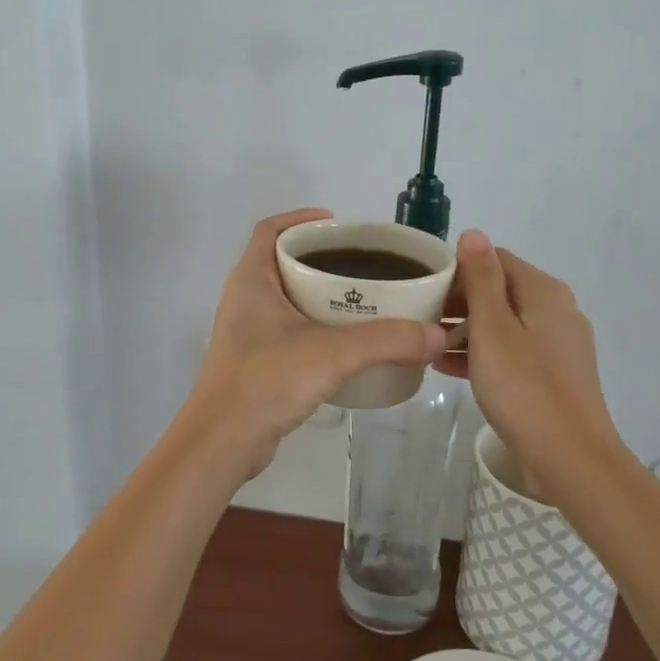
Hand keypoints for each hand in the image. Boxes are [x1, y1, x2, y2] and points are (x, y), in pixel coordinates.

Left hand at [182, 209, 446, 483]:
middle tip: (363, 264)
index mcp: (252, 279)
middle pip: (283, 262)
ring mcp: (248, 332)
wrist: (222, 442)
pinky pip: (289, 330)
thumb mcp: (332, 353)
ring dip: (319, 295)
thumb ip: (386, 340)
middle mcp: (245, 299)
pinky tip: (346, 343)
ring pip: (287, 298)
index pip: (270, 230)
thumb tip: (437, 335)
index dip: (301, 219)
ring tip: (362, 300)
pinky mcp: (255, 362)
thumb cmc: (266, 380)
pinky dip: (315, 327)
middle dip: (321, 258)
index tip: (338, 224)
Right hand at [437, 230, 630, 487]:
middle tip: (418, 319)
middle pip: (499, 290)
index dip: (456, 269)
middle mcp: (556, 310)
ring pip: (504, 323)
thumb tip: (474, 233)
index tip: (422, 289)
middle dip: (458, 301)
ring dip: (466, 329)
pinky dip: (483, 353)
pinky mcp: (555, 374)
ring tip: (427, 345)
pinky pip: (512, 351)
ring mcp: (558, 344)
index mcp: (543, 291)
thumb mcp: (492, 328)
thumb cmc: (524, 388)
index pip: (494, 259)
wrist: (571, 458)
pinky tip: (450, 369)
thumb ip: (481, 278)